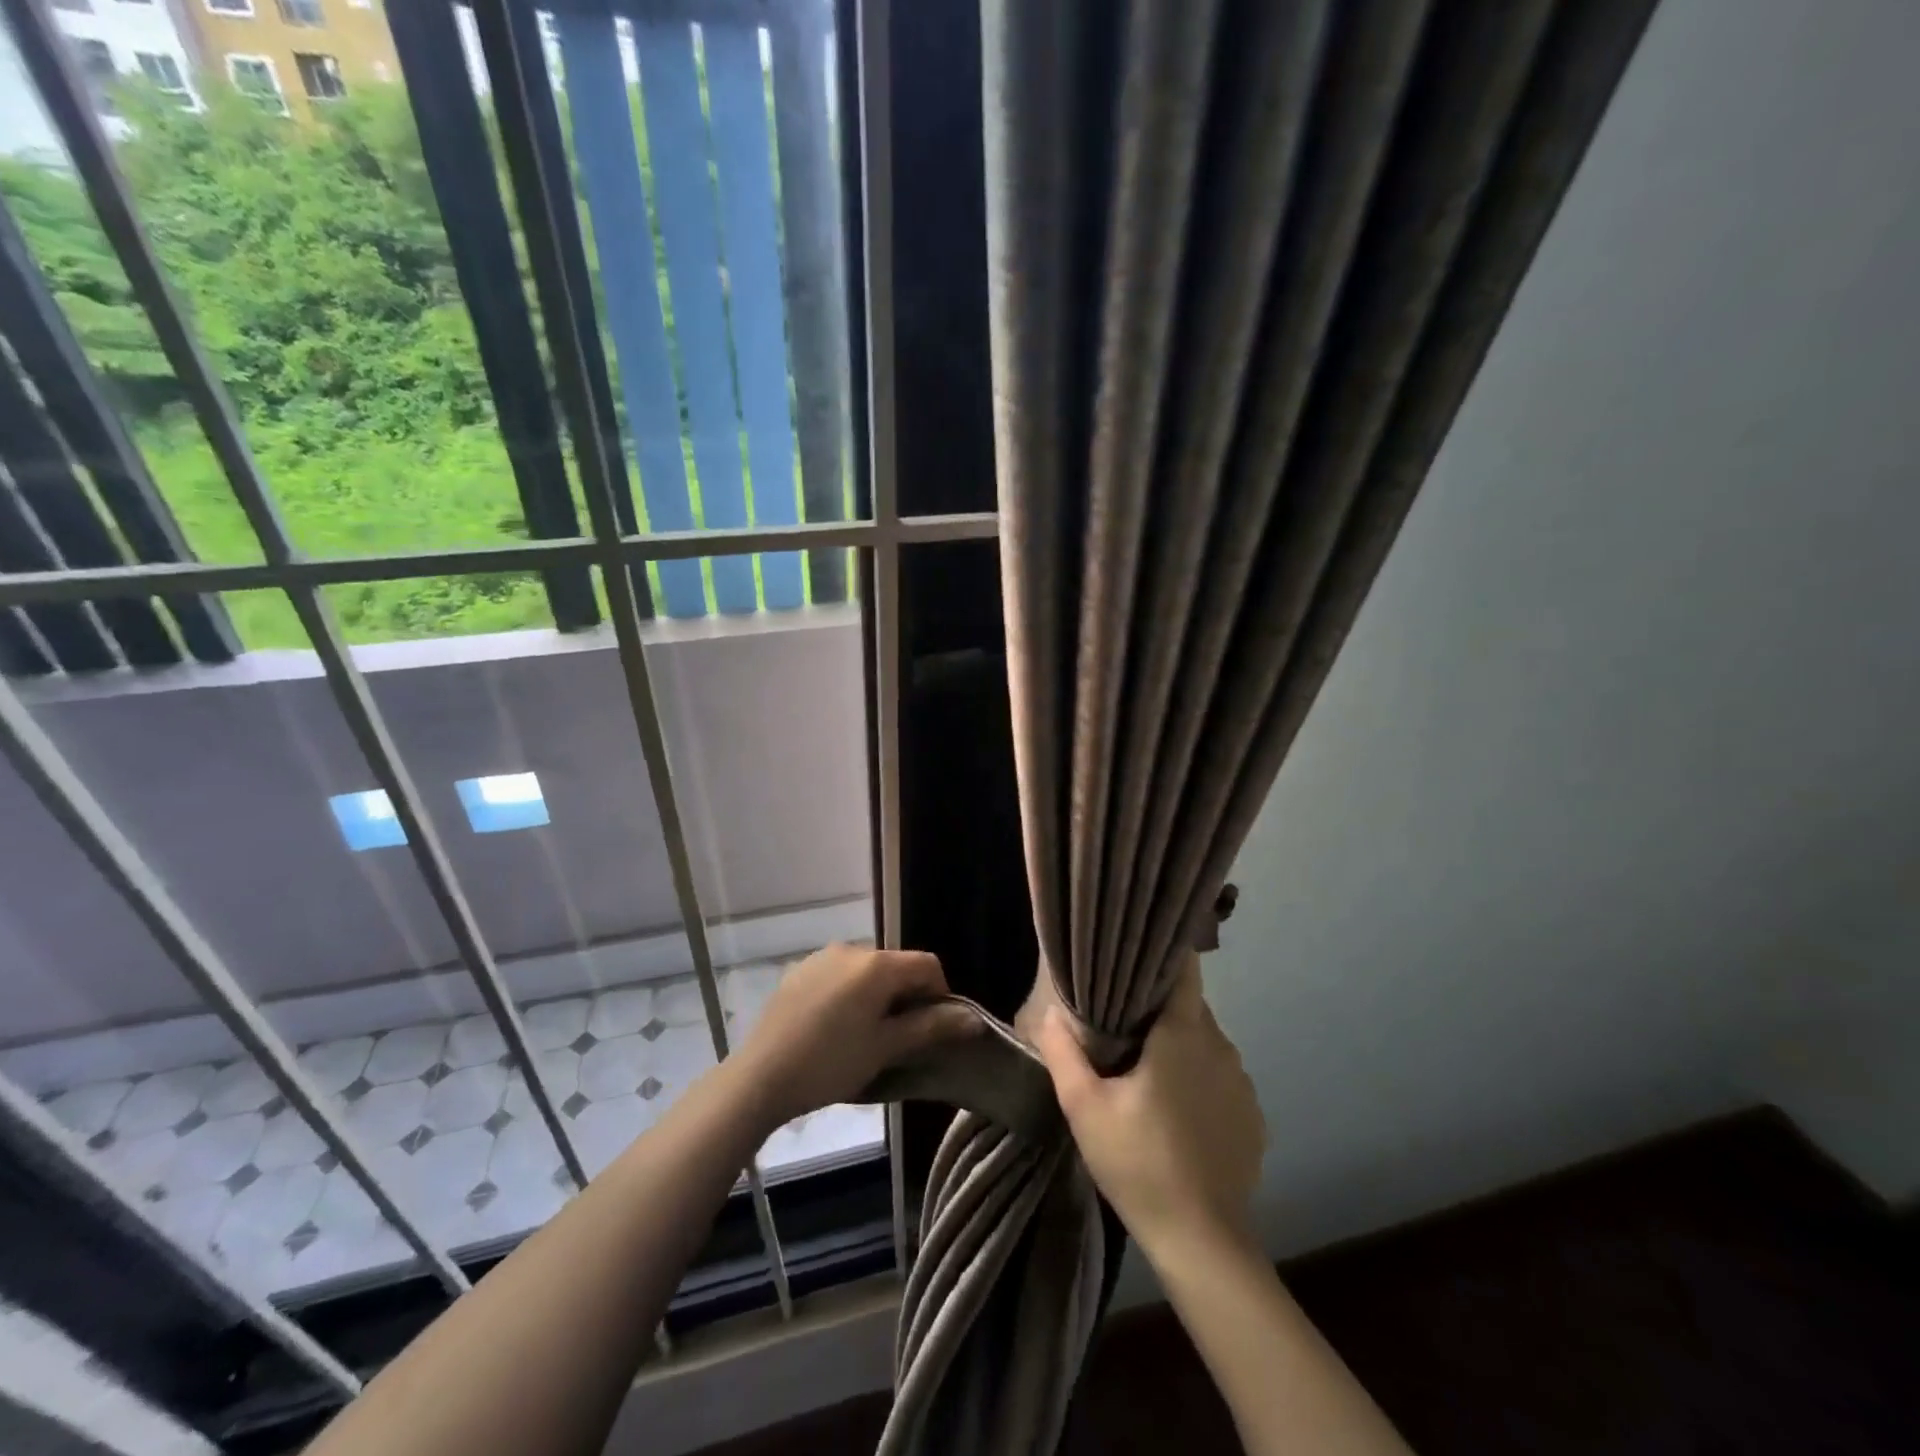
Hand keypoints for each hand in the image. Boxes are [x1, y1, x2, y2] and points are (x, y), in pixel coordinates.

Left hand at [733, 943, 977, 1127]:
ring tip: (864, 1036)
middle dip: (906, 996)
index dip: (939, 994)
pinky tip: (833, 1029)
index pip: (926, 964)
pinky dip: (848, 994)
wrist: (759, 1078)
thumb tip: (973, 1019)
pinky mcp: (798, 972)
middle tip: (899, 1038)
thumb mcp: (886, 1048)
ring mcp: (820, 958)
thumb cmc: (831, 1063)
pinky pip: (837, 976)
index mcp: (877, 964)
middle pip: (895, 965)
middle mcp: (850, 949)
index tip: (931, 1029)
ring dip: (876, 996)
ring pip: (865, 971)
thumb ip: (931, 1027)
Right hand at [1035, 959, 1264, 1264]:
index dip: (1162, 955)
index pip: (1184, 971)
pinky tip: (1176, 1112)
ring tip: (1145, 1069)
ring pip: (1206, 1044)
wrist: (1202, 1242)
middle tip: (1122, 1022)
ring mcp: (1243, 1084)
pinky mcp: (1252, 1117)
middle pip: (1190, 1008)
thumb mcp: (1085, 1107)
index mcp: (1183, 1034)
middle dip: (1159, 1008)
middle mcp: (1221, 1047)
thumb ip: (1064, 1053)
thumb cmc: (1138, 1163)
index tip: (1135, 952)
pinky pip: (1221, 1079)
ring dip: (1180, 1047)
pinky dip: (1200, 1081)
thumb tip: (1052, 1013)